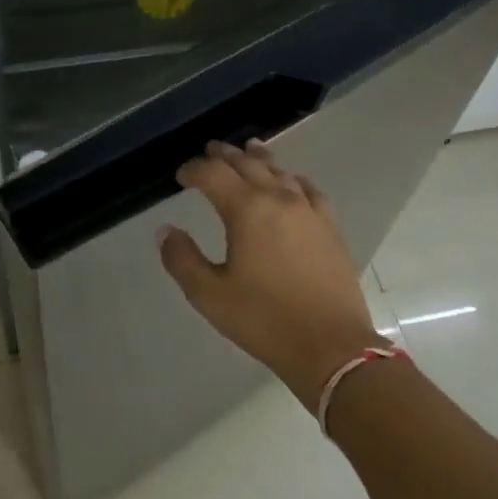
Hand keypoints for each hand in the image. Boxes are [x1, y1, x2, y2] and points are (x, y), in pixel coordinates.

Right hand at [159, 140, 388, 411]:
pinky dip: (294, 179)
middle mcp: (277, 198)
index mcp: (246, 210)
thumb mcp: (210, 296)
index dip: (193, 170)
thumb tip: (166, 231)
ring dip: (258, 159)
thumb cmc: (265, 320)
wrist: (332, 348)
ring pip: (279, 171)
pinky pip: (310, 190)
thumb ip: (182, 259)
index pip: (213, 174)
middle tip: (210, 150)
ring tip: (249, 150)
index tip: (181, 176)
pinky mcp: (330, 227)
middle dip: (225, 155)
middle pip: (247, 164)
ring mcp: (308, 210)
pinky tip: (293, 182)